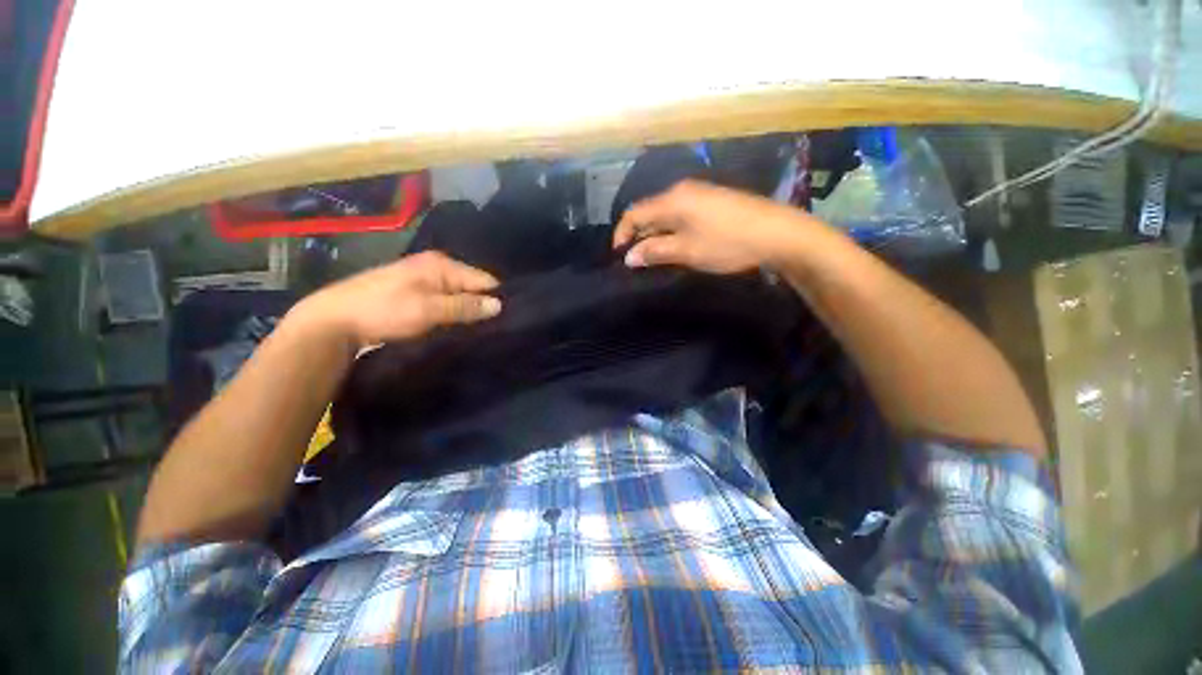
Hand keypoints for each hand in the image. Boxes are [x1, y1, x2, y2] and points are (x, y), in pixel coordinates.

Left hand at [288, 251, 500, 348]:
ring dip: (467, 311)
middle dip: (481, 306)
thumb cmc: (384, 310)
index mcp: (442, 264)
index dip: (495, 299)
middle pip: (472, 287)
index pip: (484, 280)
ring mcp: (424, 279)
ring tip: (477, 330)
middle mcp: (436, 267)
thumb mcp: (428, 309)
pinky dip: (452, 313)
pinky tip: (456, 326)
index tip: (505, 320)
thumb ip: (465, 306)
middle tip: (492, 328)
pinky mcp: (416, 293)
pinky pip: (445, 301)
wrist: (335, 320)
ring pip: (459, 296)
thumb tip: (499, 305)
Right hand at [613, 180, 825, 273]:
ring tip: (653, 256)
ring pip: (665, 213)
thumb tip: (629, 257)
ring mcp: (699, 193)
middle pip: (649, 211)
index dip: (622, 234)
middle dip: (638, 235)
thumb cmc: (727, 243)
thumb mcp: (686, 251)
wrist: (777, 233)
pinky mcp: (712, 200)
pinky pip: (681, 214)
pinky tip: (676, 244)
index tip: (618, 256)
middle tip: (636, 260)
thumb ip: (655, 252)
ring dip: (655, 234)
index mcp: (672, 200)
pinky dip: (671, 229)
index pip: (635, 213)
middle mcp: (682, 190)